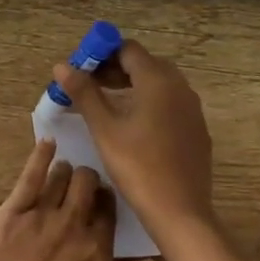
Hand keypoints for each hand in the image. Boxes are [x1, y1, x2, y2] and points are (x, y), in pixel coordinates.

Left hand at [0, 140, 159, 260]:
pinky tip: (47, 143)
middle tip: (82, 186)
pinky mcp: (10, 212)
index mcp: (98, 254)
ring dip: (66, 172)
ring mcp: (41, 216)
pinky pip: (30, 175)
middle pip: (88, 186)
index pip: (109, 214)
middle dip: (89, 181)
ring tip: (62, 173)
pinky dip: (41, 156)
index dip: (106, 205)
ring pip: (62, 177)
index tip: (101, 204)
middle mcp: (74, 227)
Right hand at [52, 39, 214, 241]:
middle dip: (115, 69)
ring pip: (159, 84)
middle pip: (144, 64)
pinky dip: (149, 103)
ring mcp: (192, 108)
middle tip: (88, 86)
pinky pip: (170, 103)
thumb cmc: (138, 166)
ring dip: (131, 86)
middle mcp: (180, 87)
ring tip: (105, 105)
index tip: (81, 70)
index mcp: (158, 80)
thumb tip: (62, 66)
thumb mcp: (104, 129)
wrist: (180, 211)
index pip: (128, 49)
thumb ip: (84, 93)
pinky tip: (132, 126)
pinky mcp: (197, 129)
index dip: (102, 54)